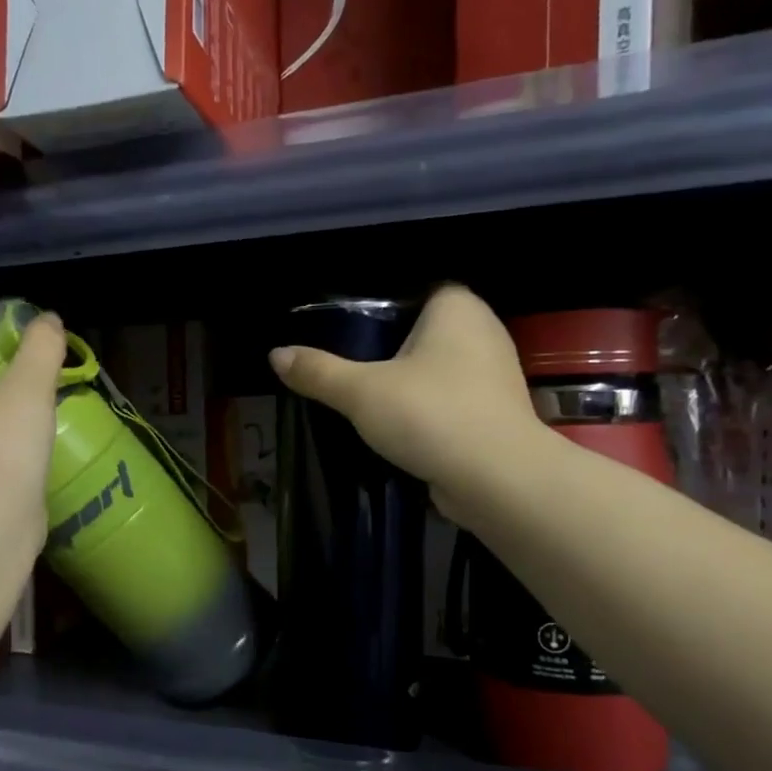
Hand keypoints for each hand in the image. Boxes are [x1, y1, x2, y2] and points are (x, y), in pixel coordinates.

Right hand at [269, 285, 543, 513]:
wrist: (496, 479)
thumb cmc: (430, 415)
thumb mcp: (361, 392)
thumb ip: (318, 372)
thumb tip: (275, 355)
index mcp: (457, 307)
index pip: (416, 291)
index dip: (382, 309)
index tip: (349, 336)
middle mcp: (484, 332)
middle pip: (425, 333)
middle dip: (391, 351)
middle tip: (349, 369)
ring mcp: (495, 375)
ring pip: (439, 370)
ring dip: (409, 386)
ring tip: (367, 402)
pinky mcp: (496, 414)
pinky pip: (451, 401)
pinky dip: (428, 412)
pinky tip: (400, 429)